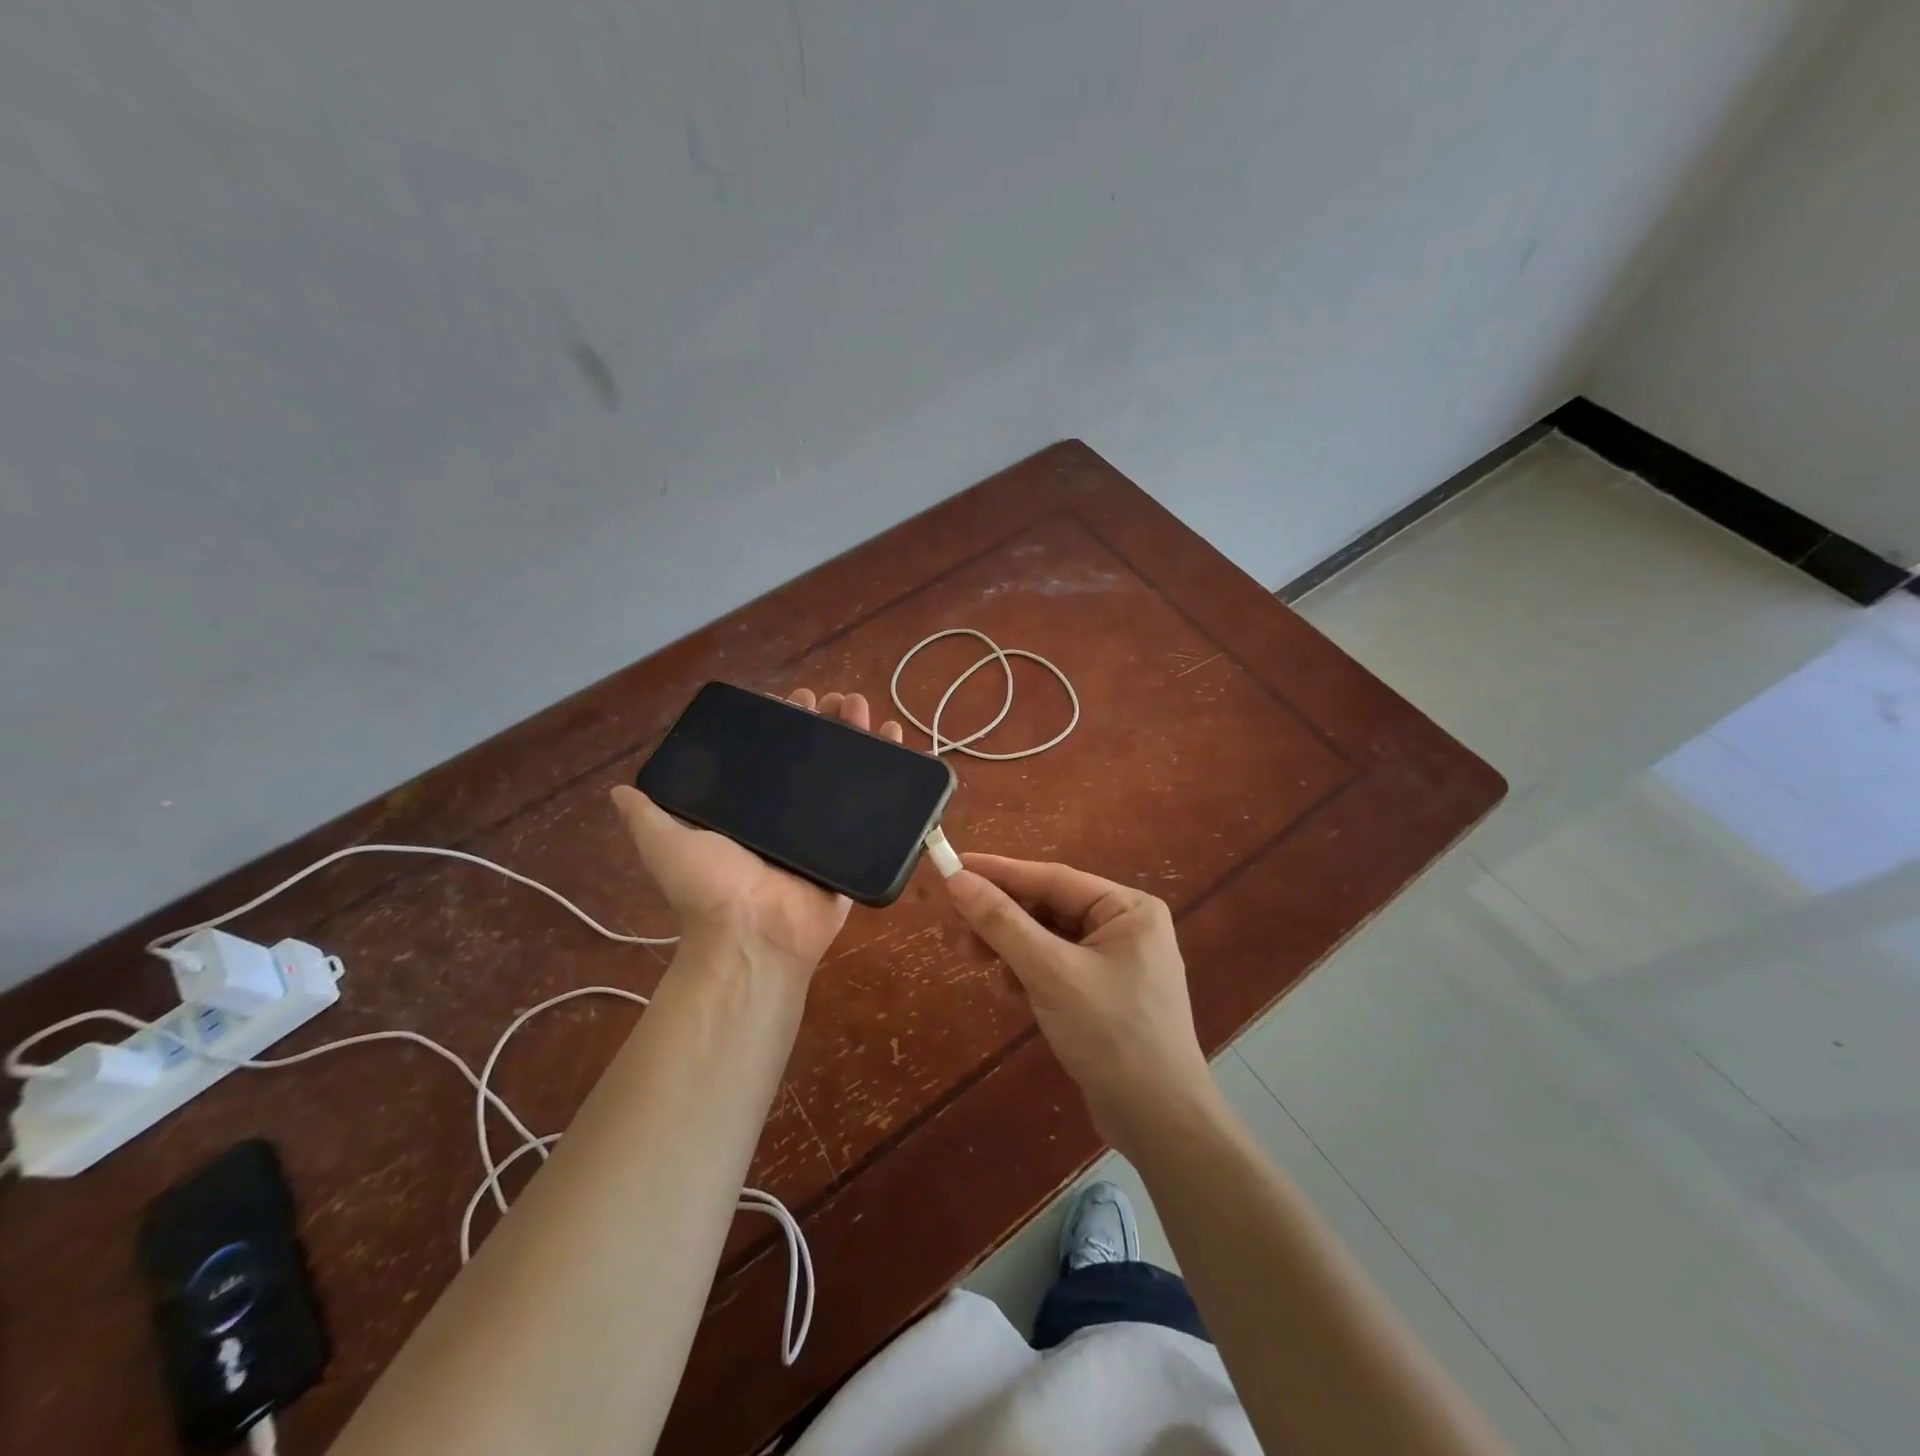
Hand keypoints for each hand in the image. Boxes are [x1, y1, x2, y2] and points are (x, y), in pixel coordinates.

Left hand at [610, 689, 904, 975]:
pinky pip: (877, 809)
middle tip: (839, 701)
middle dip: (828, 722)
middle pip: (815, 756)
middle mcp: (789, 814)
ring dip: (860, 736)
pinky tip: (900, 743)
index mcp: (752, 807)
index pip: (771, 752)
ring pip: (848, 773)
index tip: (796, 699)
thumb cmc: (711, 888)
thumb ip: (647, 816)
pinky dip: (892, 775)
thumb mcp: (666, 844)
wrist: (756, 936)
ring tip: (866, 710)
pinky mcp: (854, 847)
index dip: (785, 722)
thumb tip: (620, 790)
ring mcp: (825, 830)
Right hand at [944, 854, 1214, 1157]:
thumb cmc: (1111, 1034)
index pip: (1052, 878)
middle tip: (954, 929)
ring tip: (972, 960)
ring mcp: (1115, 963)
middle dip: (1001, 919)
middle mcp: (1125, 926)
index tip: (952, 866)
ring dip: (1010, 948)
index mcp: (1127, 908)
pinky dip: (1028, 974)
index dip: (999, 872)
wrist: (1159, 1124)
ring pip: (1047, 939)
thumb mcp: (1050, 973)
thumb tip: (957, 879)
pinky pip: (1056, 967)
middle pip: (1048, 908)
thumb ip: (1002, 923)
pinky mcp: (1103, 995)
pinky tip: (1008, 991)